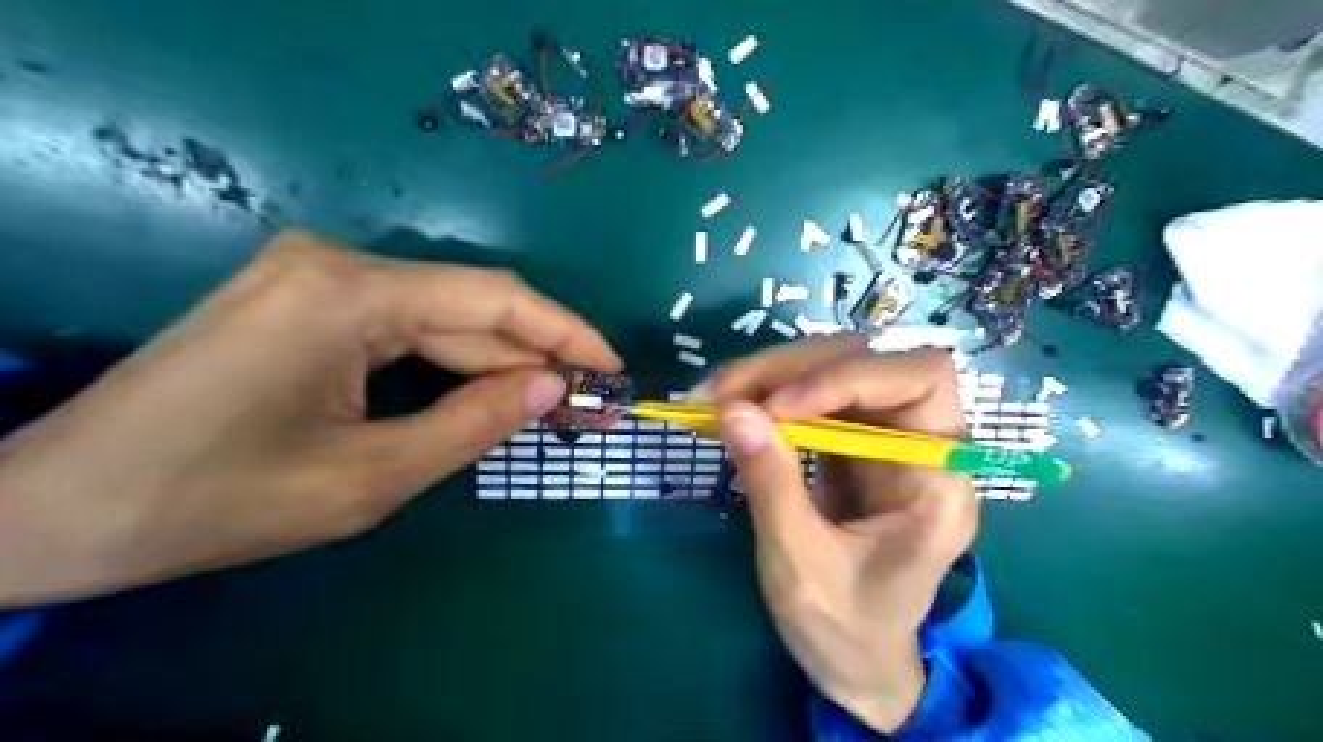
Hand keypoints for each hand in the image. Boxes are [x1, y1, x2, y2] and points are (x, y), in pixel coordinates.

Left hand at [0, 230, 620, 608]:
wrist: (61, 507)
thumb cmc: (215, 501)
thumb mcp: (368, 479)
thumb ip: (473, 425)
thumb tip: (554, 388)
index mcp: (347, 295)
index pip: (493, 299)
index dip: (565, 333)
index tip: (613, 368)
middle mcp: (336, 263)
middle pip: (469, 308)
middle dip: (535, 357)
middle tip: (589, 404)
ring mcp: (317, 275)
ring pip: (440, 319)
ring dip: (497, 364)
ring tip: (553, 406)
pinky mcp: (306, 298)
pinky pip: (405, 327)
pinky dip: (452, 364)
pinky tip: (488, 394)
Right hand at [703, 339, 968, 731]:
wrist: (856, 661)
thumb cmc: (844, 629)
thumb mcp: (800, 565)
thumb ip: (771, 484)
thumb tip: (731, 409)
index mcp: (939, 481)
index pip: (919, 380)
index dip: (847, 377)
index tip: (774, 409)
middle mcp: (921, 443)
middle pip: (868, 360)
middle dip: (791, 368)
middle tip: (720, 395)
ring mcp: (883, 436)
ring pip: (834, 366)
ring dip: (770, 374)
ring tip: (713, 400)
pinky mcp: (850, 440)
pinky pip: (810, 393)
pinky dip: (766, 393)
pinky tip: (730, 409)